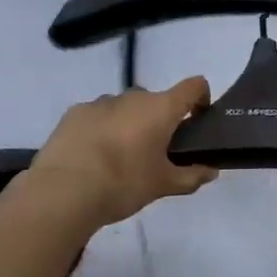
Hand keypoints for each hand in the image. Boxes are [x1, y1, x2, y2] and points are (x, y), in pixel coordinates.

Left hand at [26, 77, 217, 227]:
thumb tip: (212, 172)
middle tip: (154, 152)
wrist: (64, 190)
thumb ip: (191, 176)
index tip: (198, 119)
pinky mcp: (75, 112)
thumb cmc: (123, 183)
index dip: (201, 97)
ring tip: (118, 158)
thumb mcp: (163, 185)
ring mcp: (102, 101)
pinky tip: (91, 157)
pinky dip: (100, 129)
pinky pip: (97, 115)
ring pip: (125, 108)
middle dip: (158, 120)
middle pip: (156, 101)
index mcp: (161, 108)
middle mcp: (134, 96)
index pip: (194, 86)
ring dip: (128, 124)